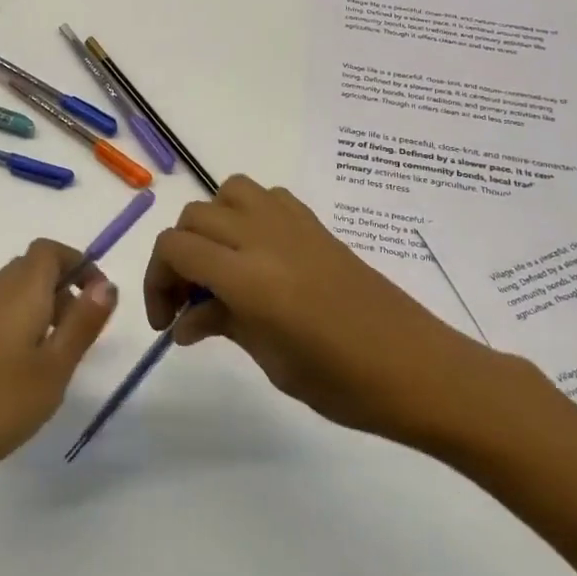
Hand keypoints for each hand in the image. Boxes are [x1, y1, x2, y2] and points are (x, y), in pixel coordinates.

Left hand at [0, 239, 116, 498]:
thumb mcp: (53, 369)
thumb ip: (82, 324)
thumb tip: (107, 283)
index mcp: (20, 292)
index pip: (50, 250)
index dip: (79, 263)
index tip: (100, 298)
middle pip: (31, 268)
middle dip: (63, 287)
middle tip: (82, 330)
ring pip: (13, 294)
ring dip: (42, 309)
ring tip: (57, 356)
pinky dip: (19, 328)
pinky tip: (21, 373)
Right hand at [143, 175, 514, 449]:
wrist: (420, 370)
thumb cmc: (344, 383)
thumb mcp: (271, 361)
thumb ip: (222, 326)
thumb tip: (185, 321)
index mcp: (249, 277)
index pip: (176, 247)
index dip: (157, 280)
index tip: (167, 320)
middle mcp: (265, 237)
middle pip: (195, 217)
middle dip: (178, 256)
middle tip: (189, 302)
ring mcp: (295, 225)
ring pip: (229, 192)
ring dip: (211, 224)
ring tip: (221, 267)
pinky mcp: (318, 226)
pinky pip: (267, 197)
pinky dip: (248, 215)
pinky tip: (259, 255)